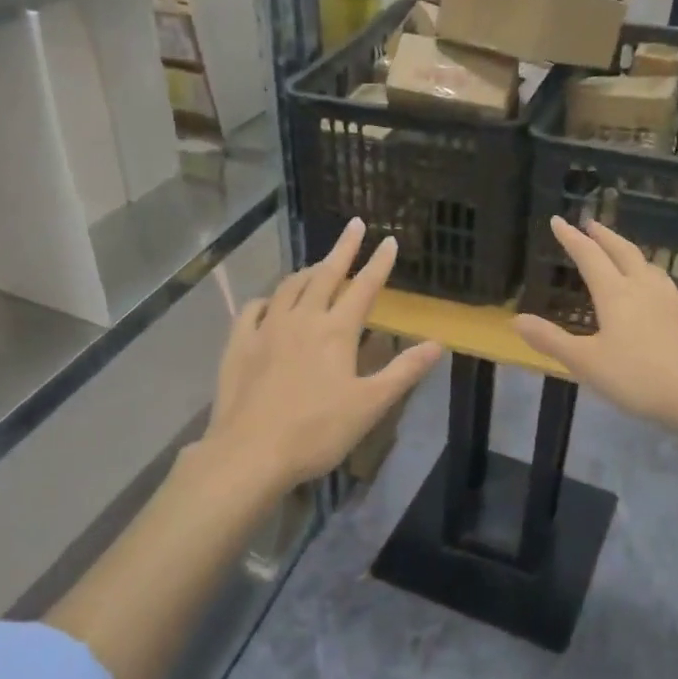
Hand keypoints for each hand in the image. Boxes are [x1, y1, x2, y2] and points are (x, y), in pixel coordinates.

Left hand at [207, 218, 442, 487]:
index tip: (389, 240)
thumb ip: (404, 371)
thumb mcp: (370, 405)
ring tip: (317, 265)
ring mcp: (266, 329)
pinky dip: (268, 299)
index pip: (364, 287)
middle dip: (343, 248)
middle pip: (325, 274)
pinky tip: (269, 303)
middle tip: (354, 226)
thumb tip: (438, 344)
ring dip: (307, 272)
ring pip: (289, 287)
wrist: (250, 453)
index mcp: (336, 331)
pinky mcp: (239, 344)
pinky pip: (254, 309)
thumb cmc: (317, 431)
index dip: (379, 263)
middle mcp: (302, 319)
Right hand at [514, 216, 677, 434]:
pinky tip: (656, 296)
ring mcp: (675, 301)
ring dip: (631, 254)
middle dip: (604, 236)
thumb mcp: (586, 363)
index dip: (571, 238)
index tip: (558, 220)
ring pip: (650, 267)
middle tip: (592, 224)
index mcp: (616, 294)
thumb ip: (551, 340)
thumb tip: (516, 320)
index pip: (589, 256)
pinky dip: (652, 279)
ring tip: (623, 253)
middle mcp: (646, 288)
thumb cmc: (639, 378)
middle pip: (623, 252)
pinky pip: (668, 287)